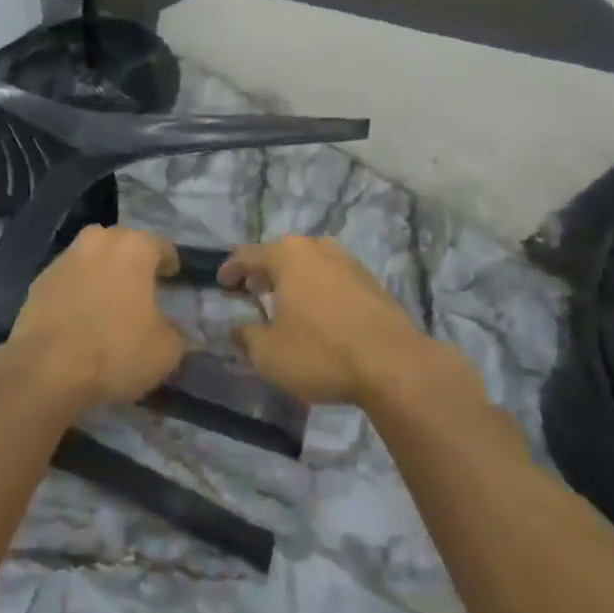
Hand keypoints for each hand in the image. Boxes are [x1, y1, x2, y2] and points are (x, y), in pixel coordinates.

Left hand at [2, 225, 184, 411]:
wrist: (45, 370)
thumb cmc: (115, 350)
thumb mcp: (166, 350)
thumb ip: (175, 331)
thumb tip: (169, 328)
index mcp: (134, 246)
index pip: (161, 245)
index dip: (169, 263)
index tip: (172, 278)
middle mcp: (99, 240)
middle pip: (123, 246)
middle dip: (133, 264)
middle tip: (141, 290)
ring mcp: (64, 258)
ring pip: (93, 260)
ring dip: (102, 276)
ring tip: (108, 305)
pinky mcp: (38, 281)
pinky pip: (69, 281)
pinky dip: (77, 293)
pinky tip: (80, 320)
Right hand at [218, 236, 432, 405]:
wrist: (392, 363)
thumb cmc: (321, 353)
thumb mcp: (270, 354)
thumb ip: (247, 337)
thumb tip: (237, 328)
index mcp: (287, 256)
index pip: (248, 255)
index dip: (231, 269)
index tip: (221, 283)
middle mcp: (316, 248)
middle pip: (281, 254)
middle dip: (264, 271)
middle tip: (252, 291)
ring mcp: (347, 261)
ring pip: (310, 263)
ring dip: (293, 279)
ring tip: (285, 301)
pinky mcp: (370, 281)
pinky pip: (332, 277)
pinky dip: (318, 289)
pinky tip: (318, 312)